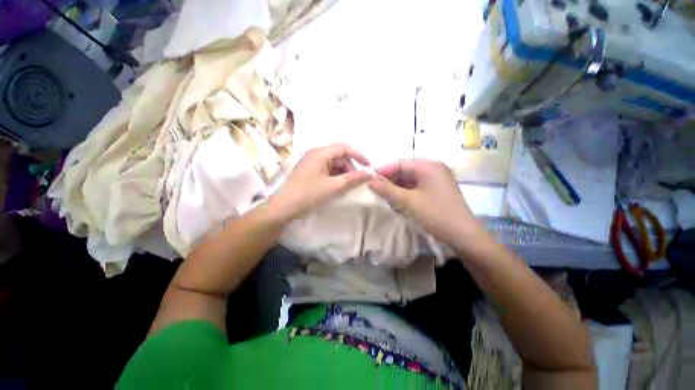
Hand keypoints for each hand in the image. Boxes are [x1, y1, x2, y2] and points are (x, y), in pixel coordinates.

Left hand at [270, 143, 371, 221]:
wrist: (284, 207)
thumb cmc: (309, 194)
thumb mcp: (334, 186)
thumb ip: (353, 178)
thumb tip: (369, 174)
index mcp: (320, 153)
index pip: (344, 147)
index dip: (358, 155)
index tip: (368, 166)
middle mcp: (315, 154)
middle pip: (338, 156)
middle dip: (350, 167)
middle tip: (356, 181)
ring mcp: (311, 163)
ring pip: (333, 164)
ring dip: (343, 173)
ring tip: (347, 185)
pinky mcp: (309, 171)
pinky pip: (326, 170)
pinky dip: (335, 176)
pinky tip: (337, 186)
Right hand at [368, 159, 485, 248]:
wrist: (463, 236)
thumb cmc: (435, 214)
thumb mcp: (408, 201)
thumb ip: (387, 190)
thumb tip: (369, 180)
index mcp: (429, 166)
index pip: (400, 163)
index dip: (384, 170)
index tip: (369, 179)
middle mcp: (434, 169)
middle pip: (406, 170)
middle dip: (390, 180)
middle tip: (375, 189)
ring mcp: (437, 179)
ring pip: (410, 179)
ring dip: (397, 186)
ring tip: (383, 194)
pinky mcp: (437, 190)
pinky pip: (417, 186)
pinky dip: (406, 192)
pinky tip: (397, 199)